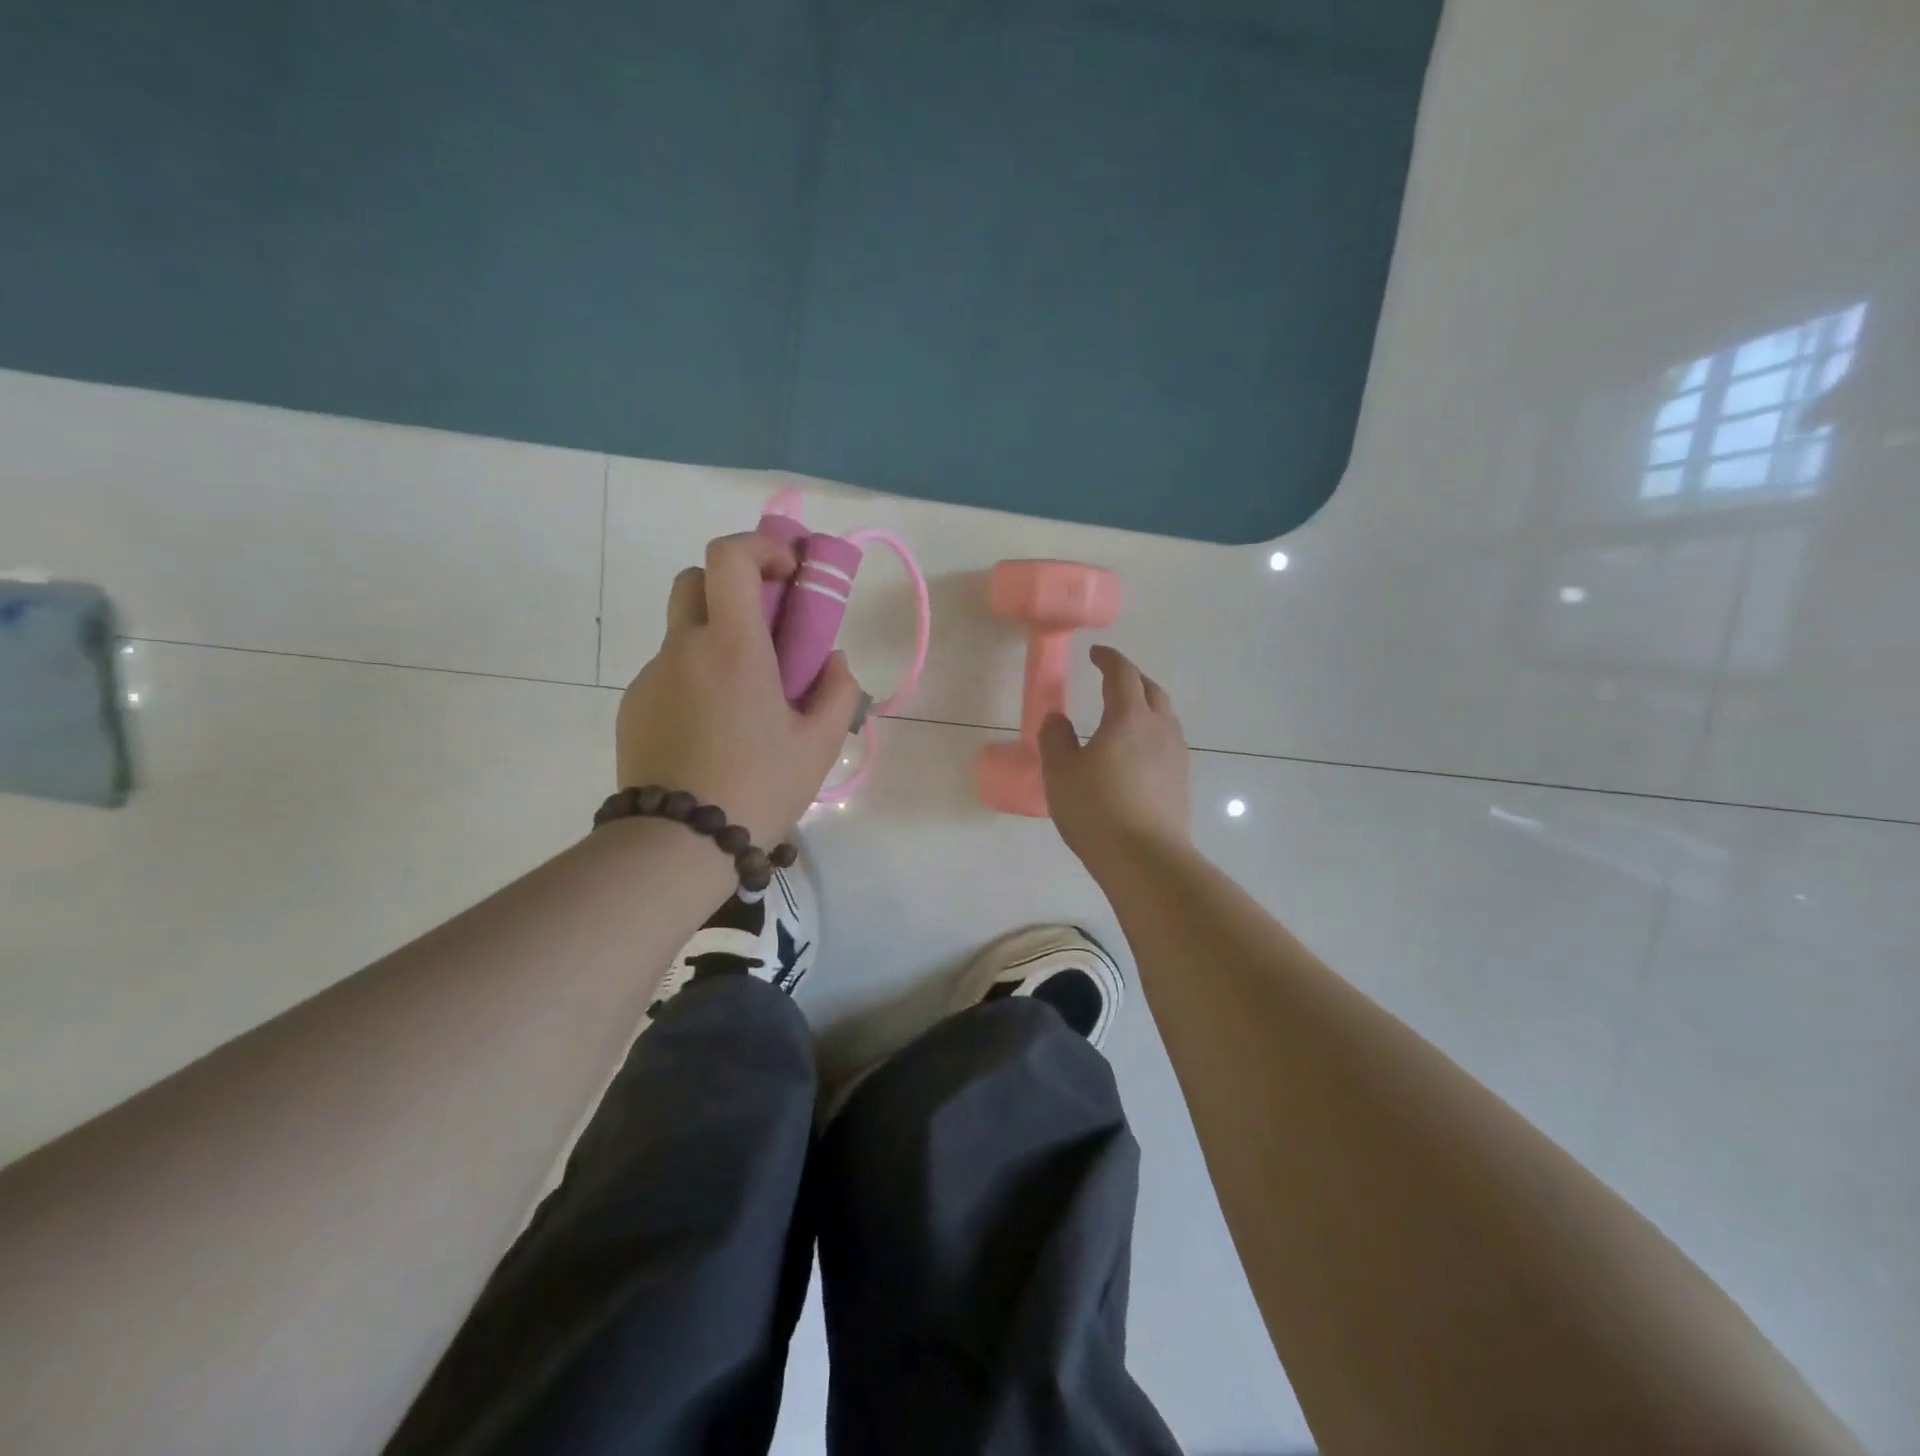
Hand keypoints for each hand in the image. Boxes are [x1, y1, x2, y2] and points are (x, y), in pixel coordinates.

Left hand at [616, 534, 862, 843]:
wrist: (678, 844)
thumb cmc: (759, 787)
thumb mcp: (818, 745)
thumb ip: (837, 691)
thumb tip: (832, 662)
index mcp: (732, 646)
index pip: (730, 558)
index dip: (761, 548)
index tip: (789, 574)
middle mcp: (683, 648)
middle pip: (696, 581)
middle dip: (733, 587)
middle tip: (765, 629)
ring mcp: (651, 677)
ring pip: (683, 632)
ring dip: (716, 640)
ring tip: (744, 700)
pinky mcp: (633, 707)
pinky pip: (668, 673)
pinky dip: (695, 678)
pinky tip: (712, 731)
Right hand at [1038, 645, 1190, 876]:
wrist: (1145, 858)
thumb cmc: (1097, 810)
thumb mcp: (1060, 773)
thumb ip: (1055, 739)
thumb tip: (1056, 718)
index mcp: (1128, 717)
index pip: (1122, 674)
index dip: (1108, 659)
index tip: (1095, 654)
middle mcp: (1159, 728)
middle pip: (1150, 690)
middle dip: (1131, 678)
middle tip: (1111, 679)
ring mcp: (1176, 755)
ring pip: (1164, 716)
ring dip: (1145, 705)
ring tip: (1125, 715)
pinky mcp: (1181, 781)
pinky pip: (1168, 741)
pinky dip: (1151, 733)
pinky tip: (1137, 753)